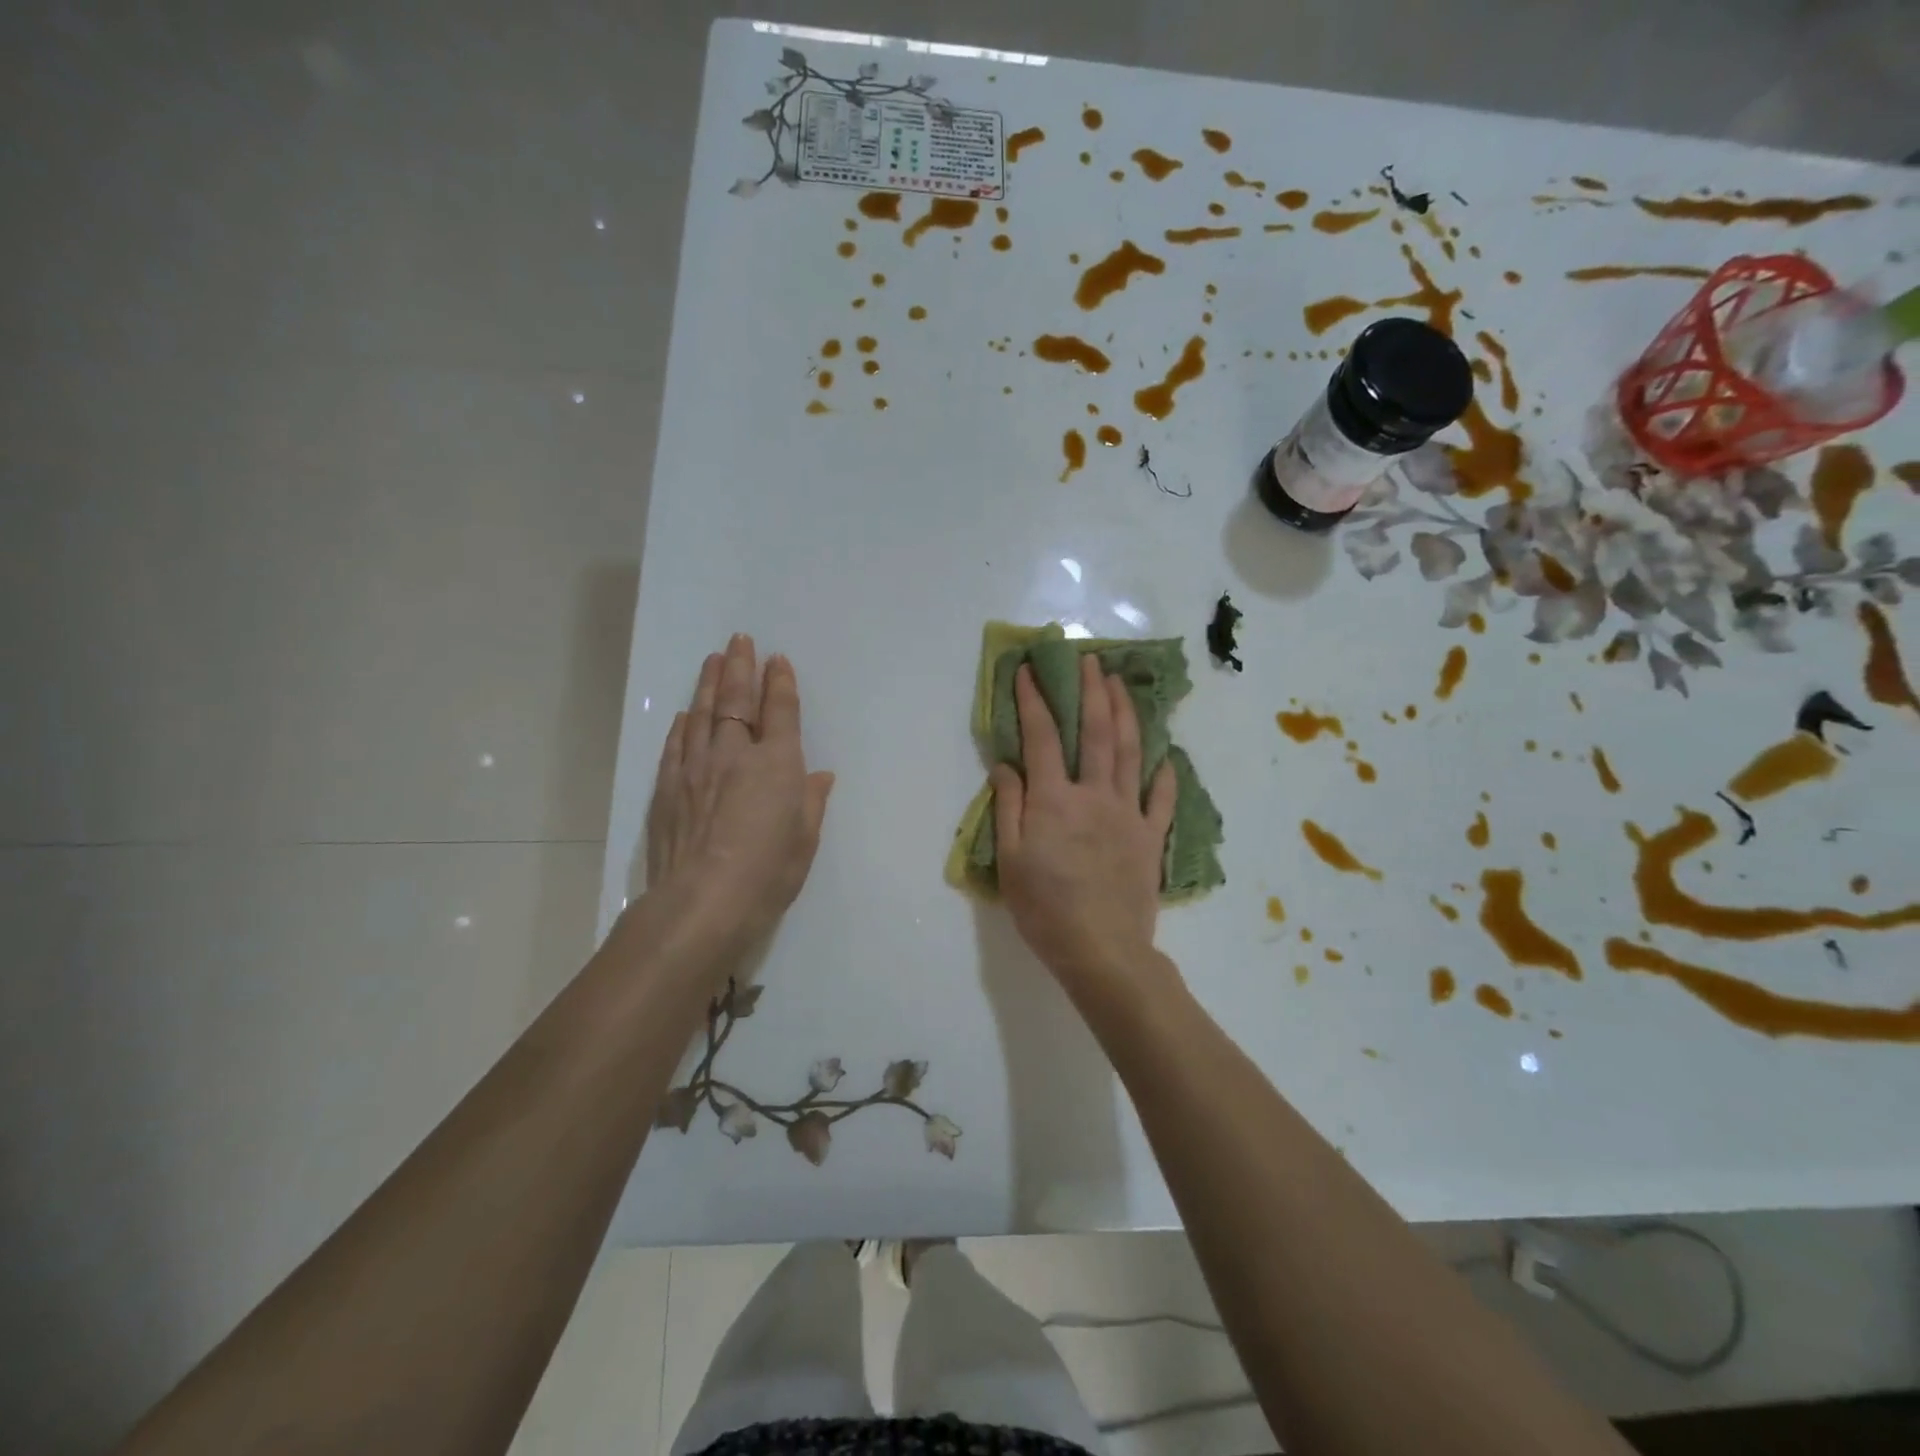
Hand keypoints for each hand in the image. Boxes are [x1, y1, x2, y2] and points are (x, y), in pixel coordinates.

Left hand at [644, 634, 834, 960]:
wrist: (701, 903)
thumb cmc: (767, 874)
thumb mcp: (804, 840)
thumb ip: (811, 802)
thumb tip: (819, 776)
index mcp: (777, 764)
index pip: (781, 711)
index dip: (780, 683)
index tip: (777, 660)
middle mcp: (735, 754)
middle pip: (737, 700)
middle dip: (741, 667)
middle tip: (740, 641)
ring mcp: (696, 767)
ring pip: (703, 713)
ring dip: (710, 683)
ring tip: (714, 659)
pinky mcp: (667, 787)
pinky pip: (676, 744)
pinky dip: (683, 725)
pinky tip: (686, 714)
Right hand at [990, 656, 1176, 987]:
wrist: (1101, 950)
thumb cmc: (1045, 909)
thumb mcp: (1009, 861)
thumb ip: (1009, 807)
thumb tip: (1006, 765)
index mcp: (1054, 800)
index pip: (1042, 737)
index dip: (1034, 700)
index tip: (1029, 670)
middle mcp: (1094, 795)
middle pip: (1096, 732)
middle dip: (1091, 691)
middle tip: (1089, 659)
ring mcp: (1128, 814)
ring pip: (1131, 753)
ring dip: (1126, 713)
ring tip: (1122, 684)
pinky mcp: (1152, 837)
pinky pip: (1161, 799)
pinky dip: (1164, 775)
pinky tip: (1167, 758)